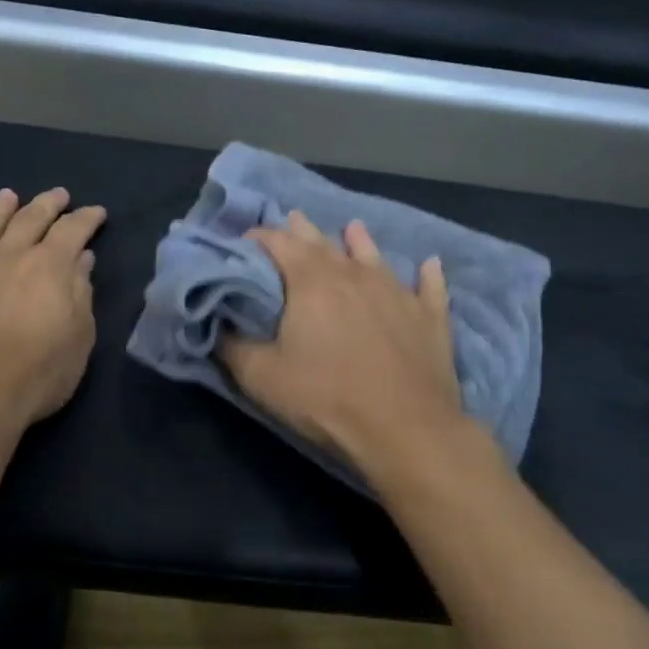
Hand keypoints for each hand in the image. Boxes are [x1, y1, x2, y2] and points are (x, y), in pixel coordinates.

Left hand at [0, 186, 106, 435]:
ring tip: (9, 196)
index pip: (72, 231)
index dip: (86, 219)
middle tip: (59, 195)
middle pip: (29, 220)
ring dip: (0, 209)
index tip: (97, 213)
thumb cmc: (37, 374)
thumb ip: (80, 293)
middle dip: (47, 204)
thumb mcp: (79, 337)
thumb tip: (81, 260)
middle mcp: (7, 256)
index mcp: (48, 266)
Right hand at [221, 212, 465, 471]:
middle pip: (323, 242)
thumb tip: (218, 325)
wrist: (404, 428)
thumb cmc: (325, 398)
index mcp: (311, 281)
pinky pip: (429, 286)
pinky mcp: (430, 316)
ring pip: (374, 256)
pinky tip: (430, 264)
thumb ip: (233, 346)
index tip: (243, 242)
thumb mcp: (261, 378)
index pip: (278, 243)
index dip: (257, 238)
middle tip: (292, 220)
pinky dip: (426, 273)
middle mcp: (355, 274)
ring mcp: (398, 291)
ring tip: (352, 227)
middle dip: (302, 230)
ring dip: (359, 241)